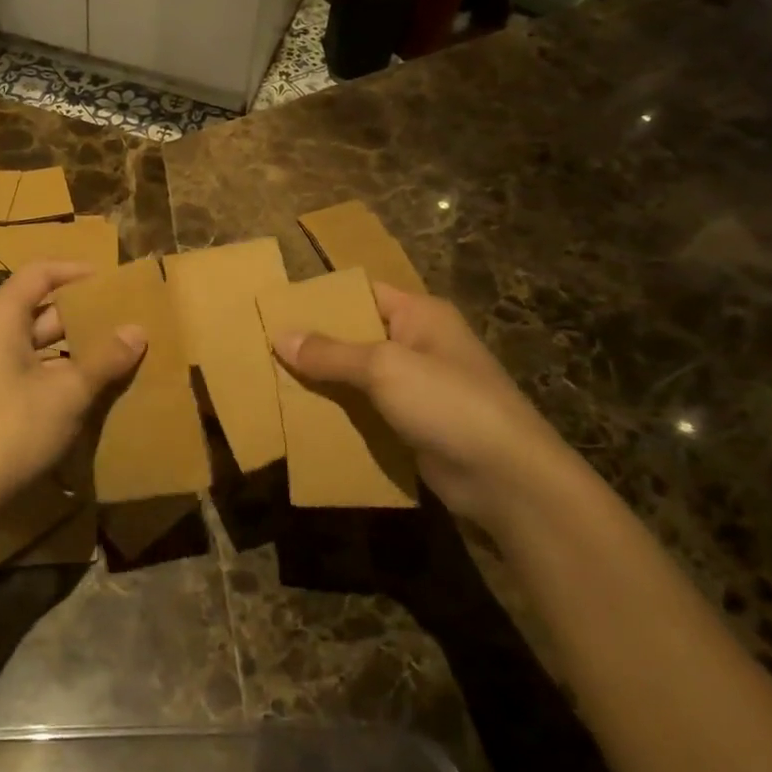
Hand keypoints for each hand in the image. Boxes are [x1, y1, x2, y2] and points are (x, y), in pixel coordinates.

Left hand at [0, 261, 144, 530]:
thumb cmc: (12, 430)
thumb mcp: (68, 393)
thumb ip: (105, 359)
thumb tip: (137, 330)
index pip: (38, 274)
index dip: (75, 272)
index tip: (110, 280)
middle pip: (38, 309)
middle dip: (82, 315)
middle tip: (123, 320)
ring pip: (35, 343)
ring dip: (73, 347)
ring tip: (115, 353)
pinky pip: (26, 369)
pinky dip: (56, 371)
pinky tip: (87, 388)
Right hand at [272, 283, 577, 519]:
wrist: (506, 478)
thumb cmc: (447, 403)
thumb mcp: (384, 368)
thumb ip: (331, 353)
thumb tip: (280, 336)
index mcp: (419, 315)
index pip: (363, 293)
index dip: (322, 300)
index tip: (278, 309)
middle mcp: (420, 344)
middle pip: (357, 336)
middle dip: (316, 345)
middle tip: (265, 349)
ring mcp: (419, 388)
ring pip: (359, 377)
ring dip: (325, 383)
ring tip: (274, 384)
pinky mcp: (415, 425)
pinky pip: (369, 411)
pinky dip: (342, 414)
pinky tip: (305, 420)